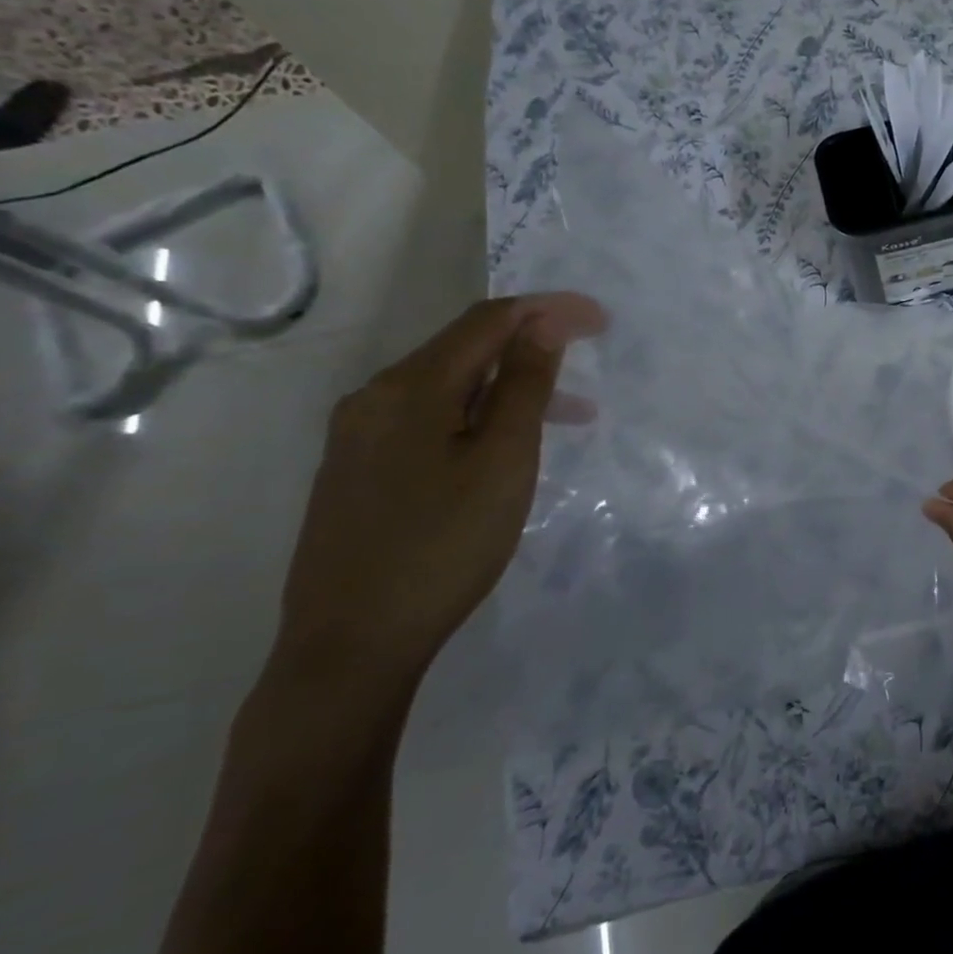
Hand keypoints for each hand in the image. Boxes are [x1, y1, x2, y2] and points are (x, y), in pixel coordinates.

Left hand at [274, 293, 606, 686]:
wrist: (350, 644)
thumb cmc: (443, 547)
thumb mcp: (502, 462)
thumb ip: (525, 387)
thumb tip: (544, 324)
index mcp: (408, 388)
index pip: (488, 321)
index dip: (549, 310)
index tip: (602, 319)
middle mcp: (374, 398)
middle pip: (464, 348)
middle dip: (533, 346)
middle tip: (590, 360)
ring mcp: (358, 436)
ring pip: (448, 387)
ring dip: (511, 386)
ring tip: (570, 416)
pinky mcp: (358, 470)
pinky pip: (429, 418)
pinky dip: (479, 415)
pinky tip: (503, 446)